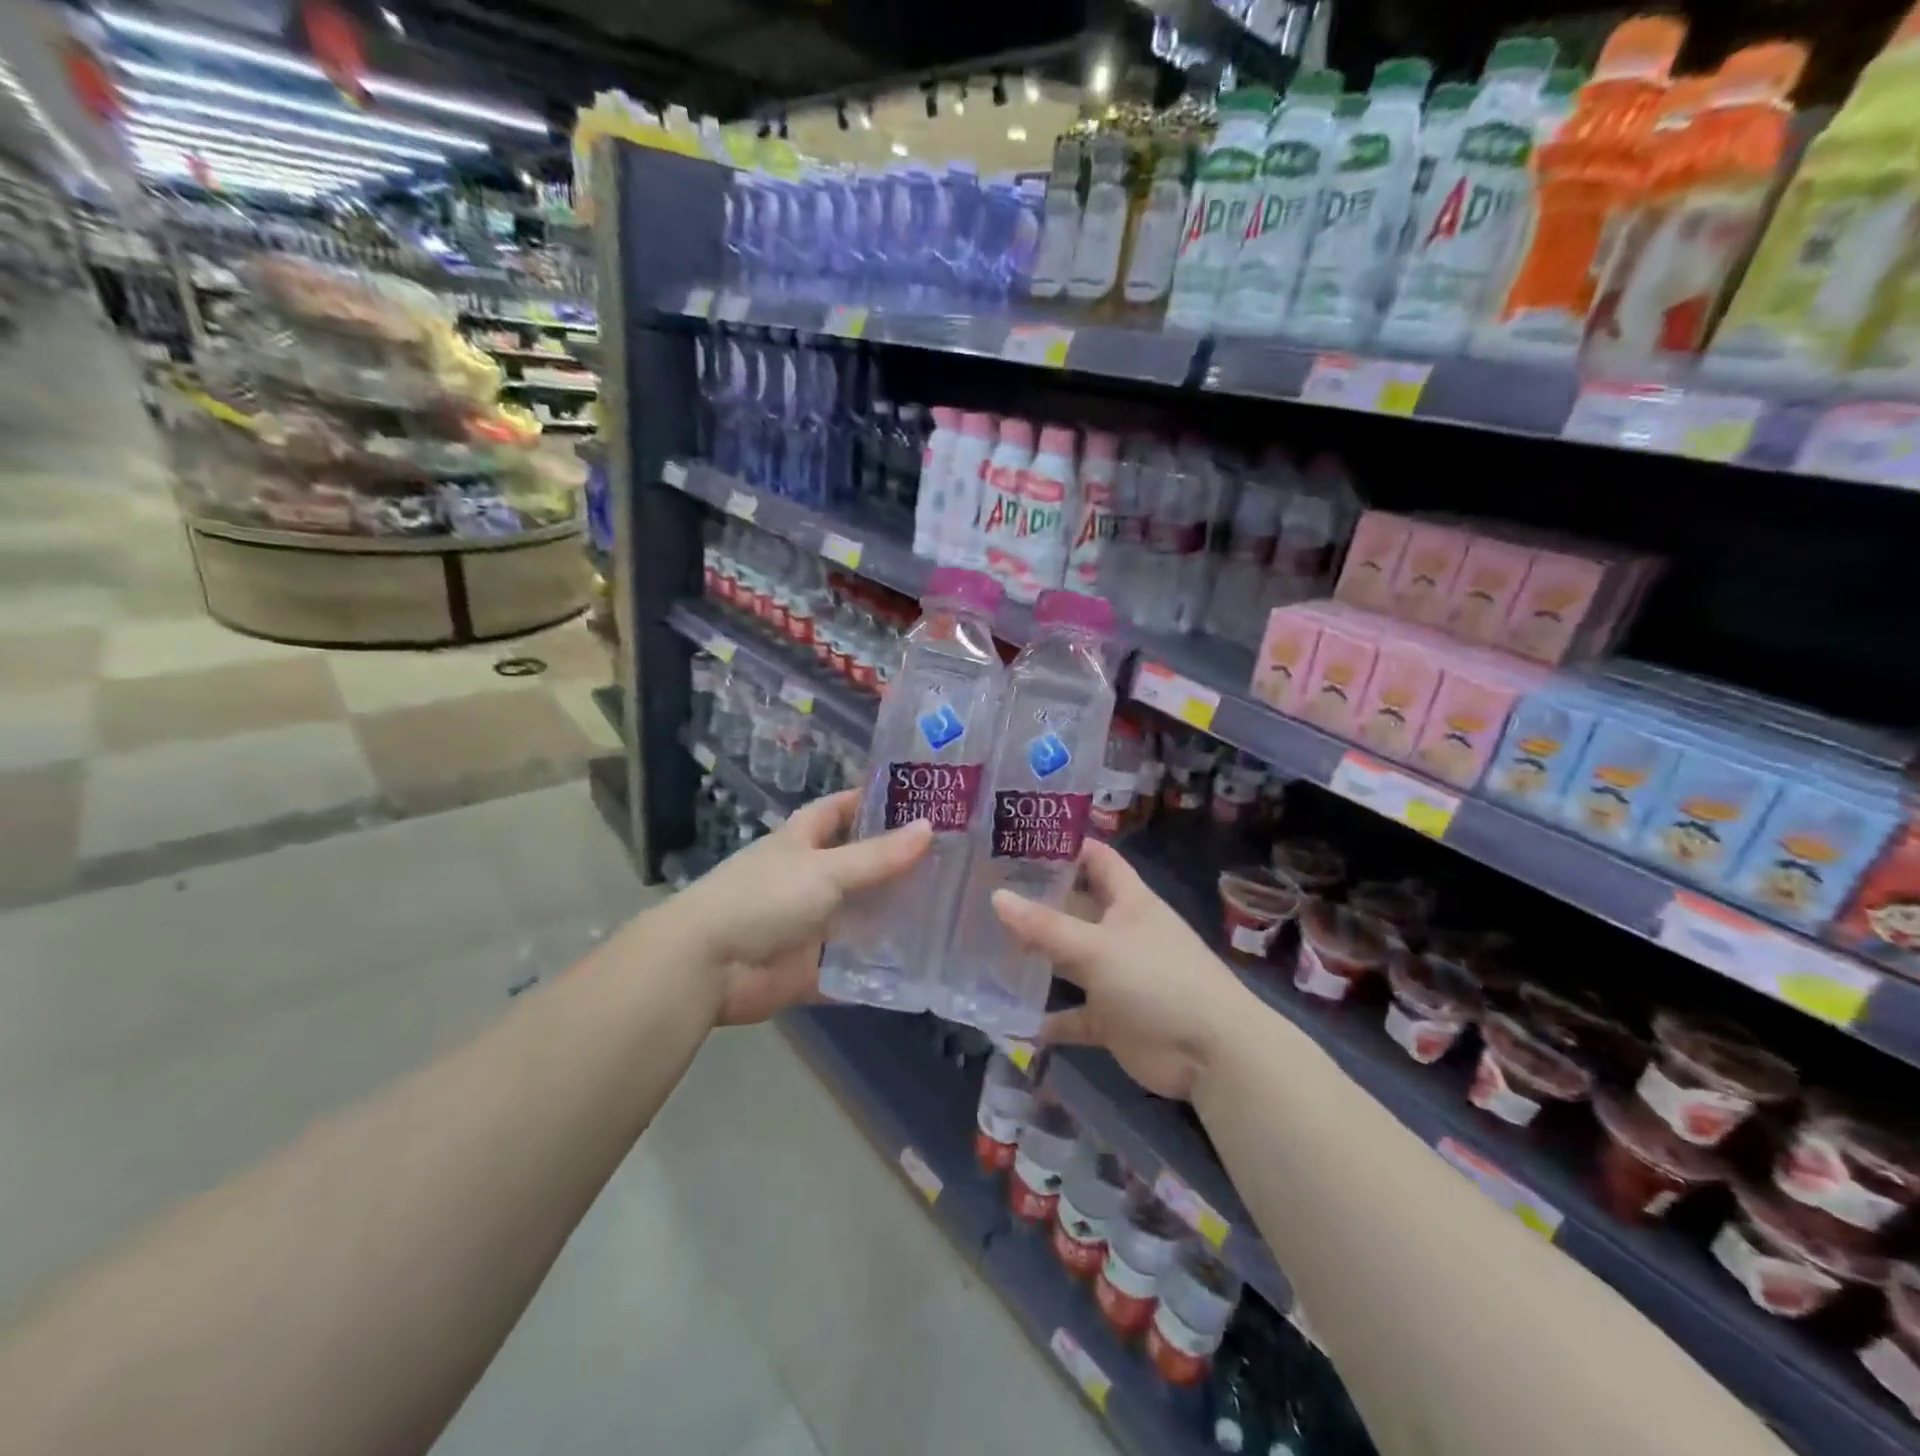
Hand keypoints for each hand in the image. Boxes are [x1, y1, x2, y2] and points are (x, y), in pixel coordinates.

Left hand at [680, 791, 930, 1025]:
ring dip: (894, 916)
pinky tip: (922, 966)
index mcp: (804, 841)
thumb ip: (878, 856)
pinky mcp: (811, 966)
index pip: (843, 809)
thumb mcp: (826, 870)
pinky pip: (852, 966)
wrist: (708, 966)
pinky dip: (878, 968)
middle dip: (898, 863)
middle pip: (859, 864)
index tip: (921, 798)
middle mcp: (809, 878)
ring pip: (860, 916)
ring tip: (952, 912)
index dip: (875, 801)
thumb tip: (929, 827)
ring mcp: (811, 923)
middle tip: (954, 860)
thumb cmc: (765, 898)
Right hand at [991, 841, 1257, 1100]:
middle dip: (1036, 902)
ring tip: (985, 946)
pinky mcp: (1112, 1018)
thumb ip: (1045, 926)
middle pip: (1075, 908)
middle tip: (985, 892)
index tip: (1018, 840)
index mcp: (1128, 901)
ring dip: (1037, 958)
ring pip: (1068, 961)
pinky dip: (1047, 1019)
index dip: (1064, 846)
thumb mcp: (1096, 947)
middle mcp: (1120, 932)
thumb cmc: (1156, 979)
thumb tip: (996, 897)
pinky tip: (1009, 1017)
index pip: (1096, 858)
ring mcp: (1116, 976)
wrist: (1210, 1055)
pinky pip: (1072, 1014)